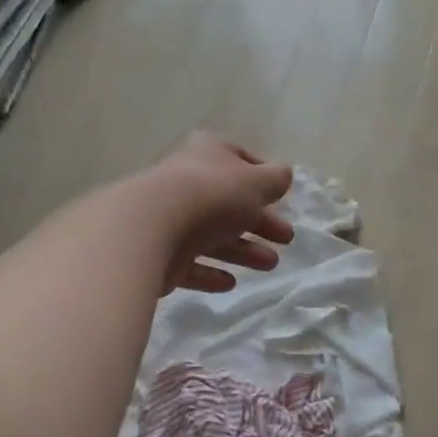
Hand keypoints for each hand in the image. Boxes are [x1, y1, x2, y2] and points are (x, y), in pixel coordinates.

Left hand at [145, 133, 294, 292]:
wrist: (150, 229)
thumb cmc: (211, 195)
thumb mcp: (256, 182)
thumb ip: (275, 179)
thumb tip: (283, 176)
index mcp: (206, 153)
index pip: (238, 157)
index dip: (262, 175)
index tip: (281, 195)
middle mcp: (185, 182)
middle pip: (228, 202)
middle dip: (260, 221)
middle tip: (286, 238)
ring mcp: (169, 219)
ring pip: (212, 235)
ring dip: (243, 249)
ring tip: (271, 264)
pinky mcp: (159, 254)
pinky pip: (190, 263)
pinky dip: (211, 273)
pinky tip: (230, 283)